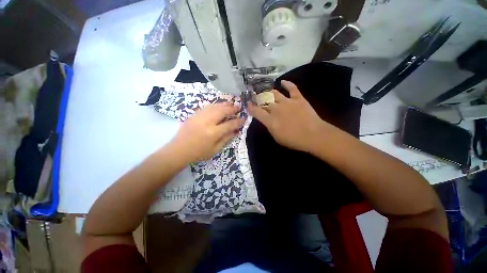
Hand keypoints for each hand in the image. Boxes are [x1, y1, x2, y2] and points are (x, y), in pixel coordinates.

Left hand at [170, 103, 244, 161]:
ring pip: (214, 107)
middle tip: (238, 107)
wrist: (179, 150)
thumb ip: (226, 139)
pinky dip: (214, 105)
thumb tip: (236, 131)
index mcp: (213, 133)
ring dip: (223, 105)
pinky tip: (218, 106)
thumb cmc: (199, 153)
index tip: (243, 119)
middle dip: (231, 108)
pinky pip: (206, 107)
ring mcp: (199, 117)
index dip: (237, 122)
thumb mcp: (215, 149)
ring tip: (230, 103)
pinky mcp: (194, 115)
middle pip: (222, 111)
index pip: (229, 124)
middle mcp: (207, 122)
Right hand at [248, 80, 328, 152]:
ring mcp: (287, 102)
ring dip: (269, 92)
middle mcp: (276, 109)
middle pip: (264, 101)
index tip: (248, 104)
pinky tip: (283, 82)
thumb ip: (270, 127)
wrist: (313, 135)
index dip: (251, 107)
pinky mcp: (298, 98)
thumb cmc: (294, 140)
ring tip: (267, 91)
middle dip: (259, 99)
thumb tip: (267, 120)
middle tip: (257, 97)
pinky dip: (287, 84)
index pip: (257, 112)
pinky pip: (292, 88)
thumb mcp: (277, 137)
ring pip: (275, 93)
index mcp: (270, 120)